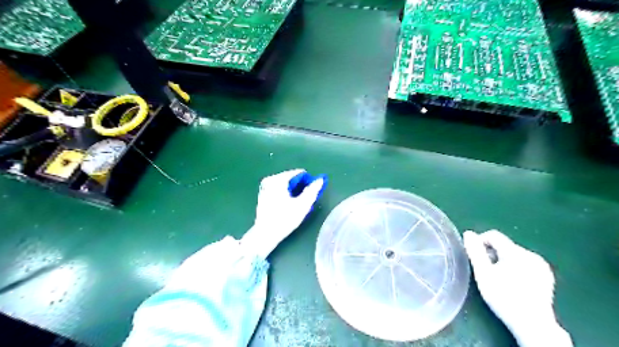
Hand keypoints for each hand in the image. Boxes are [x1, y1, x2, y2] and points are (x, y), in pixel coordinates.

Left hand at [242, 169, 328, 258]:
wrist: (265, 234)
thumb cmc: (285, 219)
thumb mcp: (302, 205)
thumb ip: (312, 191)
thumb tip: (320, 180)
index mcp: (279, 179)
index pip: (299, 173)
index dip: (308, 181)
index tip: (312, 192)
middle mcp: (270, 180)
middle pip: (291, 178)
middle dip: (300, 187)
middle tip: (305, 200)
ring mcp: (265, 187)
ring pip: (285, 184)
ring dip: (293, 191)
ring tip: (298, 204)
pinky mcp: (263, 195)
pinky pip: (279, 189)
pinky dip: (285, 194)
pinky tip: (288, 205)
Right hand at [461, 230, 572, 346]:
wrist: (532, 324)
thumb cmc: (503, 297)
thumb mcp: (483, 274)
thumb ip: (475, 251)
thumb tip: (468, 234)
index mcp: (516, 252)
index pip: (493, 235)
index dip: (480, 241)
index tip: (474, 256)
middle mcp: (531, 255)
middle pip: (504, 245)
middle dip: (492, 254)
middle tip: (485, 270)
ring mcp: (541, 266)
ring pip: (514, 254)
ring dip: (502, 260)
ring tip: (498, 278)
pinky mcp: (546, 276)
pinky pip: (524, 263)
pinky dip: (515, 267)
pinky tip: (512, 282)